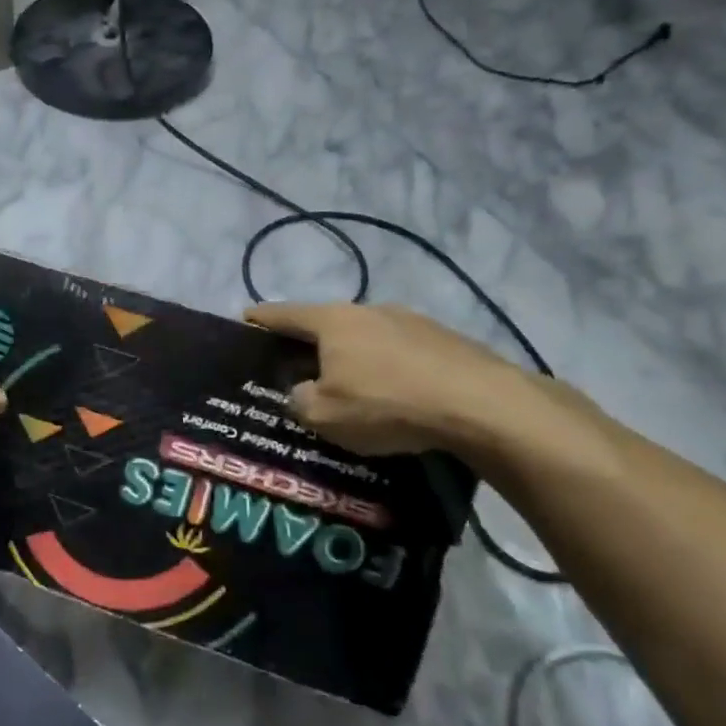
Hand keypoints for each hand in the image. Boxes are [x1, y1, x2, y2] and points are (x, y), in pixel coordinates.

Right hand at [244, 301, 532, 457]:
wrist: (482, 406)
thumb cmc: (386, 404)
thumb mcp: (324, 415)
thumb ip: (300, 401)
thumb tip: (304, 392)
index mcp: (332, 321)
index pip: (283, 314)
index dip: (259, 319)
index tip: (243, 321)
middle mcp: (370, 310)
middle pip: (327, 323)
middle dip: (310, 343)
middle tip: (297, 367)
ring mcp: (413, 321)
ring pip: (368, 337)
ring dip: (354, 357)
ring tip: (350, 385)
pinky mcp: (447, 340)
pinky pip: (402, 353)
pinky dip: (389, 369)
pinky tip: (395, 396)